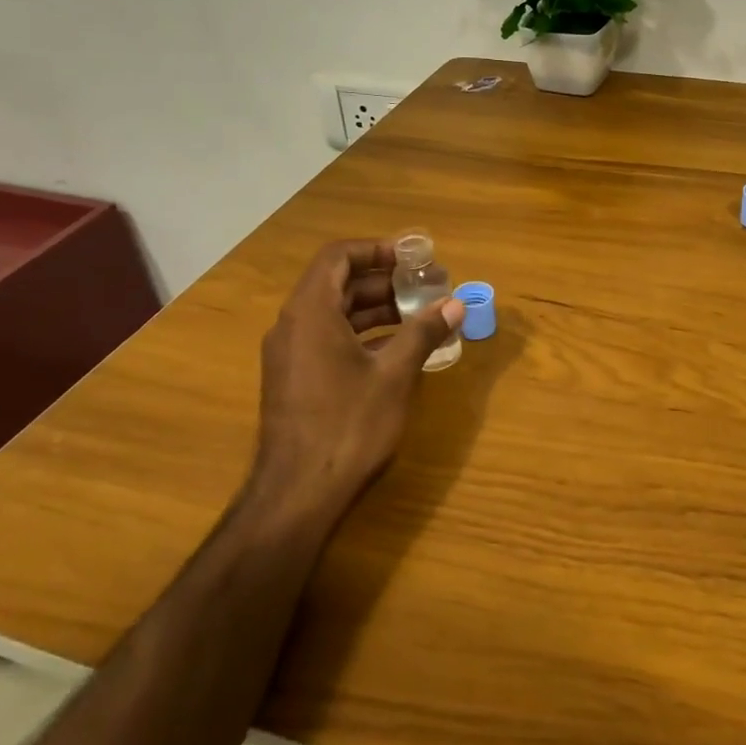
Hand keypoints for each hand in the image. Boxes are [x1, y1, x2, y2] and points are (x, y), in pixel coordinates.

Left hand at [246, 240, 463, 530]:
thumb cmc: (348, 425)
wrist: (298, 494)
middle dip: (383, 282)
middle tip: (425, 288)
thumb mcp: (394, 375)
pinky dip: (362, 335)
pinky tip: (396, 350)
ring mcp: (290, 354)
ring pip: (334, 314)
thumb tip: (455, 303)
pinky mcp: (294, 379)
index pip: (338, 257)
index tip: (412, 259)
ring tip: (419, 316)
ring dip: (376, 309)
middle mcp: (293, 325)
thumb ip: (423, 332)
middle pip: (338, 284)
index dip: (376, 250)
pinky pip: (328, 339)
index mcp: (310, 312)